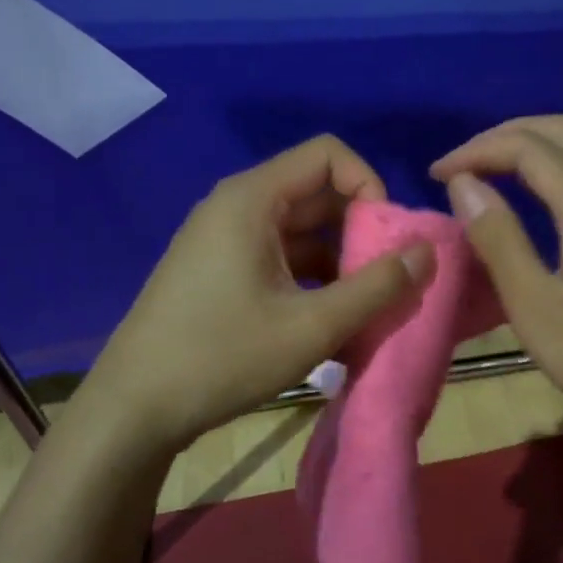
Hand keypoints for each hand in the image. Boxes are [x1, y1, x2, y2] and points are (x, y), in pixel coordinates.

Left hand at [83, 136, 434, 451]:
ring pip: (300, 230)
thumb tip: (427, 252)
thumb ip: (376, 287)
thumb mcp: (312, 326)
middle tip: (383, 281)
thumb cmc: (223, 358)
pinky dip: (310, 279)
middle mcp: (236, 206)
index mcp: (252, 199)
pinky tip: (325, 323)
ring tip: (360, 310)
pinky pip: (278, 256)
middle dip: (359, 230)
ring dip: (338, 261)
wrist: (135, 407)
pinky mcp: (219, 270)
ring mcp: (224, 239)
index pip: (328, 155)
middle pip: (316, 192)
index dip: (369, 185)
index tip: (386, 238)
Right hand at [430, 115, 562, 454]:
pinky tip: (562, 193)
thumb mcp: (536, 307)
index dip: (477, 151)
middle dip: (511, 134)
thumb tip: (465, 184)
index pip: (529, 148)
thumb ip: (499, 239)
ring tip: (511, 166)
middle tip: (470, 161)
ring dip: (549, 140)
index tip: (438, 175)